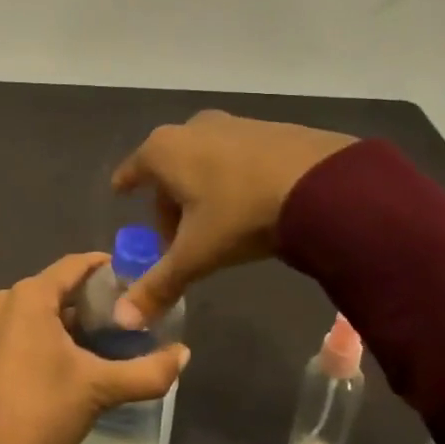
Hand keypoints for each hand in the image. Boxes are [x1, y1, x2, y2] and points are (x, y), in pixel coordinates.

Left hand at [0, 252, 190, 443]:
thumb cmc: (46, 409)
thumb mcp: (102, 389)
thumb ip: (148, 371)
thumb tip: (185, 354)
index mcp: (30, 296)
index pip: (73, 266)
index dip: (101, 267)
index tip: (126, 276)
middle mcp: (1, 300)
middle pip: (50, 287)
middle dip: (81, 297)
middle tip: (112, 315)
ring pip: (28, 309)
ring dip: (55, 317)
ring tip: (85, 337)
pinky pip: (8, 329)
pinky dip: (29, 334)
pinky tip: (48, 358)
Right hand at [110, 110, 355, 325]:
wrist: (323, 183)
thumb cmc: (242, 214)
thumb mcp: (197, 254)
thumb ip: (159, 285)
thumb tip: (122, 319)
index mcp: (164, 151)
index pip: (133, 169)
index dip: (126, 183)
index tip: (120, 191)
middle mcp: (193, 128)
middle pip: (169, 168)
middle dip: (169, 200)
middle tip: (178, 237)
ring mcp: (233, 124)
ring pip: (203, 159)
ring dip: (202, 188)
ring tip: (218, 223)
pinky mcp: (269, 128)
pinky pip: (237, 156)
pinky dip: (233, 177)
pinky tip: (251, 203)